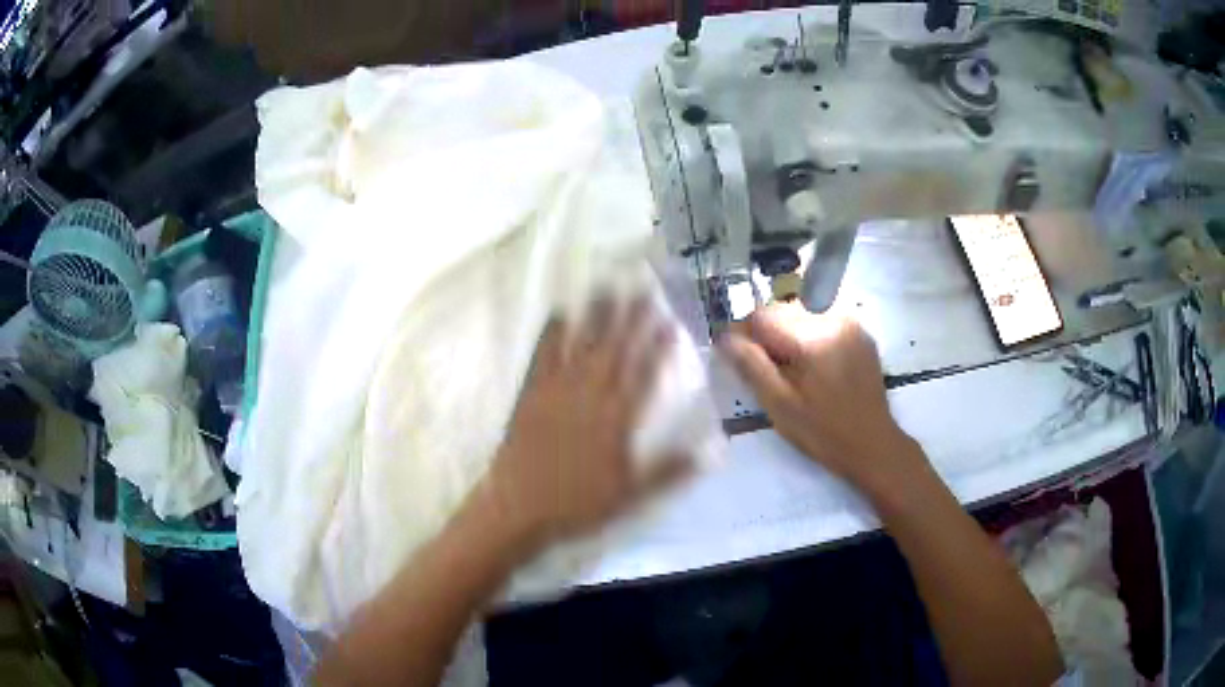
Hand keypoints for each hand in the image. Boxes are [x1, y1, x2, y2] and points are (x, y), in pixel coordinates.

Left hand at [486, 298, 691, 548]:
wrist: (519, 508)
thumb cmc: (578, 505)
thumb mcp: (631, 495)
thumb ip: (670, 471)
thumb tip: (712, 452)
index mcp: (617, 420)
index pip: (643, 374)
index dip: (658, 346)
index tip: (670, 319)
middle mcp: (589, 397)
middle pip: (614, 350)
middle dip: (630, 317)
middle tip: (641, 285)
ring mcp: (557, 392)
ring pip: (581, 346)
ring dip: (595, 315)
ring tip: (606, 285)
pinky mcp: (530, 394)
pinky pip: (543, 356)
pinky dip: (552, 333)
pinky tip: (559, 312)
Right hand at [719, 302, 927, 498]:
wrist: (873, 445)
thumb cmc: (823, 432)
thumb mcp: (780, 405)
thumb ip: (751, 366)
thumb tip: (724, 337)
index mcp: (812, 337)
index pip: (763, 316)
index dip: (744, 334)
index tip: (738, 359)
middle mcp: (833, 319)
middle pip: (783, 310)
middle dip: (767, 334)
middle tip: (764, 370)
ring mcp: (851, 323)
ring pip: (801, 313)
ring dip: (787, 334)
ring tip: (788, 370)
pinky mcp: (860, 333)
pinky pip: (822, 321)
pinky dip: (809, 336)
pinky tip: (812, 367)